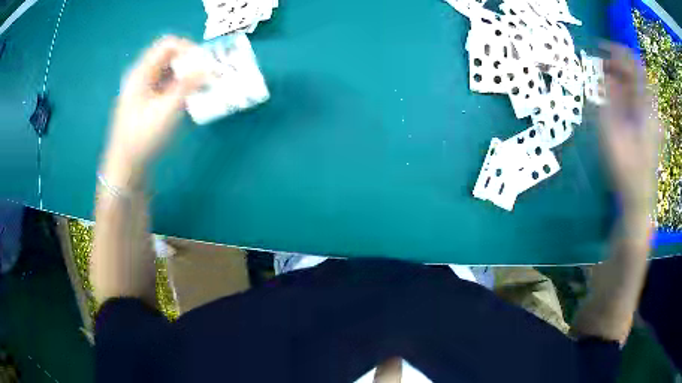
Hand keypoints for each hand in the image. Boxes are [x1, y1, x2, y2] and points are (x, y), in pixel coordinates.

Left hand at [103, 36, 205, 184]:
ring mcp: (142, 90)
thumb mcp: (166, 111)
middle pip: (168, 56)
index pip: (167, 45)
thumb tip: (208, 66)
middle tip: (206, 73)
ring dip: (186, 74)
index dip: (188, 48)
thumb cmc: (142, 139)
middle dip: (189, 61)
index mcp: (141, 73)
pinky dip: (179, 86)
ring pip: (168, 71)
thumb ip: (187, 85)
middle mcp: (141, 76)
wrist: (124, 168)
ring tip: (202, 85)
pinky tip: (188, 98)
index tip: (204, 62)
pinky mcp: (146, 102)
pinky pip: (165, 85)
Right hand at [599, 44, 661, 225]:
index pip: (635, 65)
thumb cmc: (626, 170)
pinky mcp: (645, 126)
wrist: (638, 200)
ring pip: (635, 85)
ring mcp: (649, 117)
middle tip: (597, 64)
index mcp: (645, 107)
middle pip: (635, 73)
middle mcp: (649, 108)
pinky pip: (635, 98)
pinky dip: (623, 90)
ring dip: (618, 76)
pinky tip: (611, 95)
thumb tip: (604, 76)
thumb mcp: (613, 135)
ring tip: (601, 77)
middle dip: (616, 63)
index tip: (599, 48)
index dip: (617, 51)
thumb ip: (608, 102)